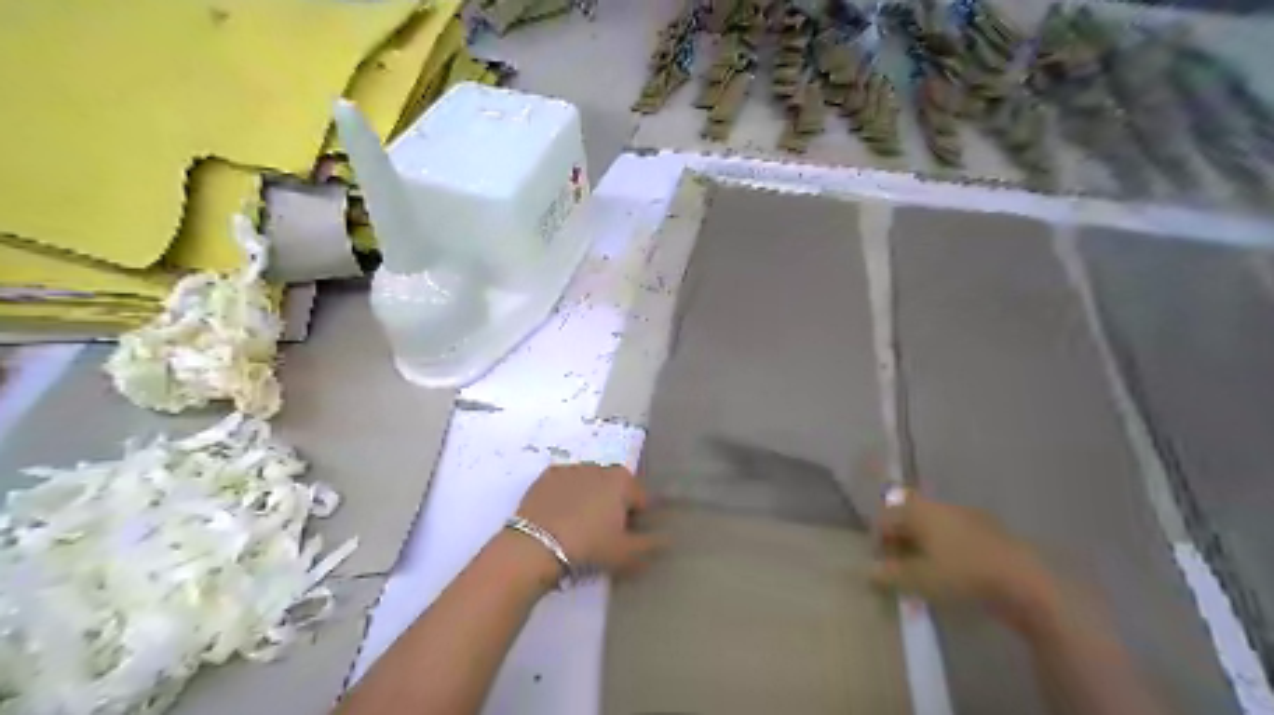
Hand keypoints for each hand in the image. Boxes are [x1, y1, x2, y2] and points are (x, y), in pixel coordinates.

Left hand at [513, 467, 666, 577]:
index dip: (638, 521)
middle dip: (613, 507)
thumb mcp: (626, 554)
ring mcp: (570, 469)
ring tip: (578, 529)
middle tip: (603, 536)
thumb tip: (670, 539)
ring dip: (589, 500)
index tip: (626, 540)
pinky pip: (564, 486)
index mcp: (622, 480)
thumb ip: (652, 545)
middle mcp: (599, 467)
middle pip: (614, 489)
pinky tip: (558, 519)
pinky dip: (565, 498)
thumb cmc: (588, 547)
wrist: (534, 546)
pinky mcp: (545, 476)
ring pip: (589, 485)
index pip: (641, 500)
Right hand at [872, 493, 1060, 621]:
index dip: (877, 542)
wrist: (1026, 581)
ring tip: (923, 577)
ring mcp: (966, 517)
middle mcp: (939, 506)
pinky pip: (954, 538)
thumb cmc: (962, 574)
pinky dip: (944, 552)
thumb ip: (890, 575)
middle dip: (899, 545)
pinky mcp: (988, 533)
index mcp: (918, 510)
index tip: (880, 567)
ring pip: (932, 529)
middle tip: (899, 572)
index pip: (885, 518)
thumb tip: (869, 572)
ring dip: (921, 549)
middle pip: (908, 520)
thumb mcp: (919, 580)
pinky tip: (951, 575)